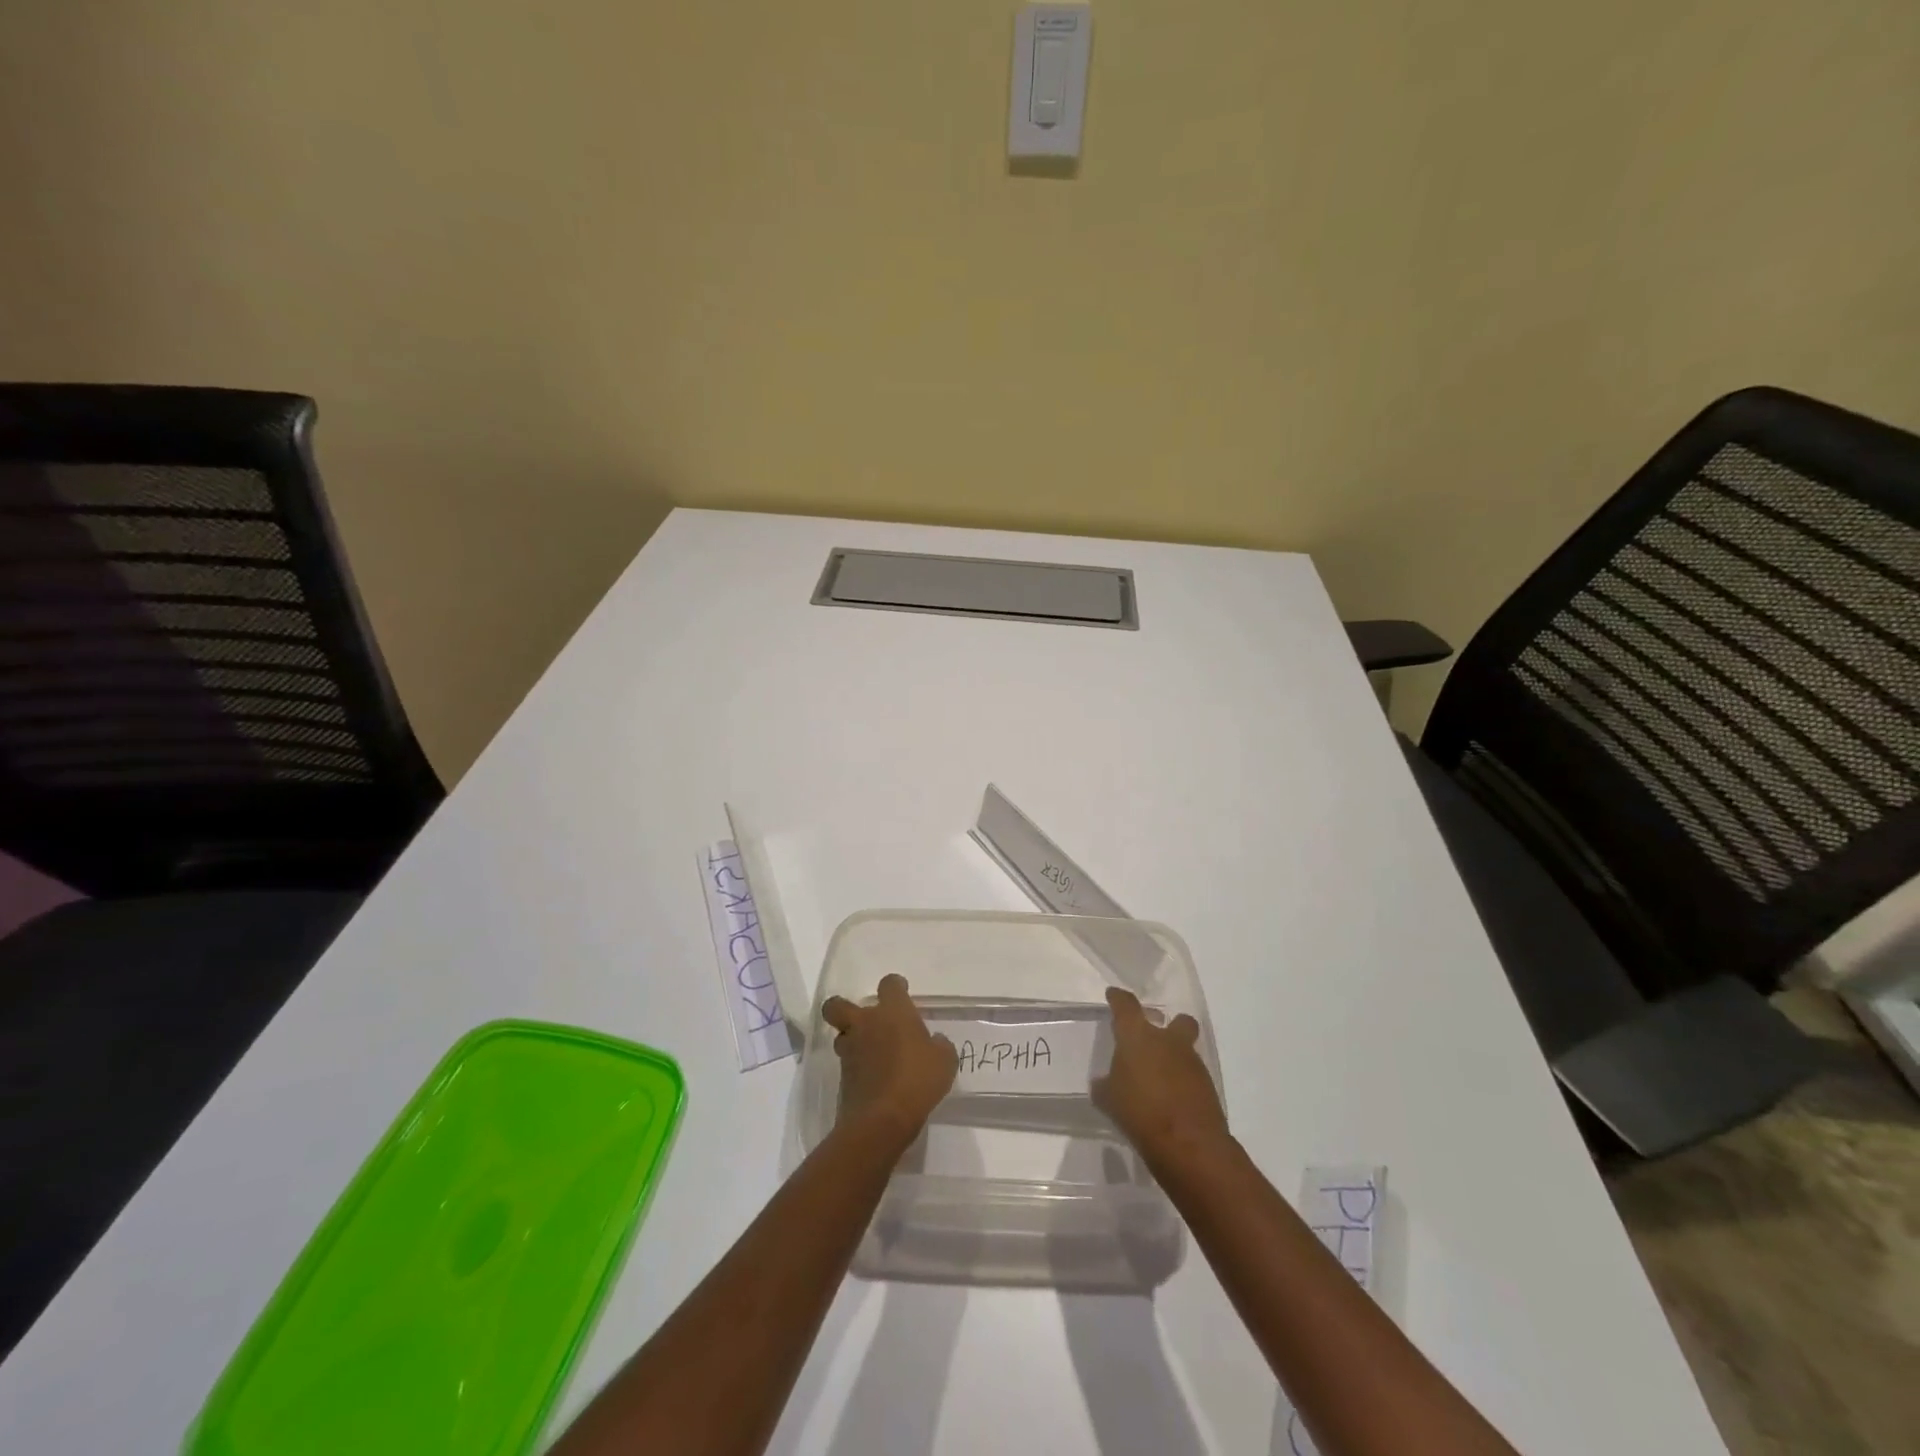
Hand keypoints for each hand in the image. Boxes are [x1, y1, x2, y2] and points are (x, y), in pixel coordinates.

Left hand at [822, 974, 957, 1145]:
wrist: (882, 1119)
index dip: (895, 986)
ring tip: (871, 1053)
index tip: (902, 992)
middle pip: (838, 1005)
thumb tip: (935, 1041)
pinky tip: (875, 1079)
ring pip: (841, 1036)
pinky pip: (848, 1065)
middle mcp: (865, 1025)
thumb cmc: (918, 1079)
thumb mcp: (944, 1060)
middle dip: (844, 1007)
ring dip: (852, 1040)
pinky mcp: (843, 1078)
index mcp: (892, 1012)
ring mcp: (850, 1051)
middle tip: (865, 1019)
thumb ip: (939, 1045)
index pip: (889, 984)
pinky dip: (858, 1068)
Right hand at [1092, 987, 1229, 1171]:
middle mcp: (1167, 1041)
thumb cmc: (1139, 1112)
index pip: (1126, 1005)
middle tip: (1154, 1037)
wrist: (1188, 1143)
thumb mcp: (1109, 1100)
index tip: (1114, 995)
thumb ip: (1105, 1086)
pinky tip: (1171, 1099)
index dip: (1118, 999)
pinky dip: (1183, 1081)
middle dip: (1169, 1025)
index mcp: (1137, 1036)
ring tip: (1159, 1079)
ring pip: (1186, 1049)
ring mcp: (1191, 1062)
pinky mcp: (1208, 1085)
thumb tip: (1104, 1082)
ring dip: (1175, 1058)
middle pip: (1176, 1020)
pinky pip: (1192, 1075)